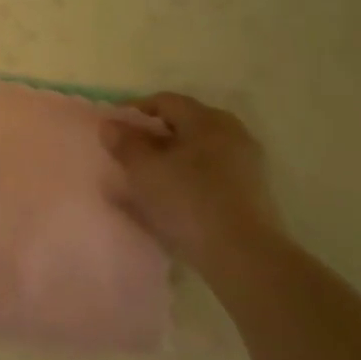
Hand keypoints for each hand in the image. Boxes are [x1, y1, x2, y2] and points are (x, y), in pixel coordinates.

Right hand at [99, 93, 281, 266]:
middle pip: (183, 126)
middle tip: (125, 153)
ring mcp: (245, 167)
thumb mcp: (144, 169)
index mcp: (208, 120)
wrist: (244, 257)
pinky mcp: (249, 196)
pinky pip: (207, 178)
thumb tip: (111, 125)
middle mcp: (231, 135)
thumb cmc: (188, 200)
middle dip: (151, 137)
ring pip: (195, 154)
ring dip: (167, 161)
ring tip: (141, 180)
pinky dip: (183, 181)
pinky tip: (164, 201)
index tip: (111, 127)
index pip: (165, 101)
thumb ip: (124, 143)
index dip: (133, 110)